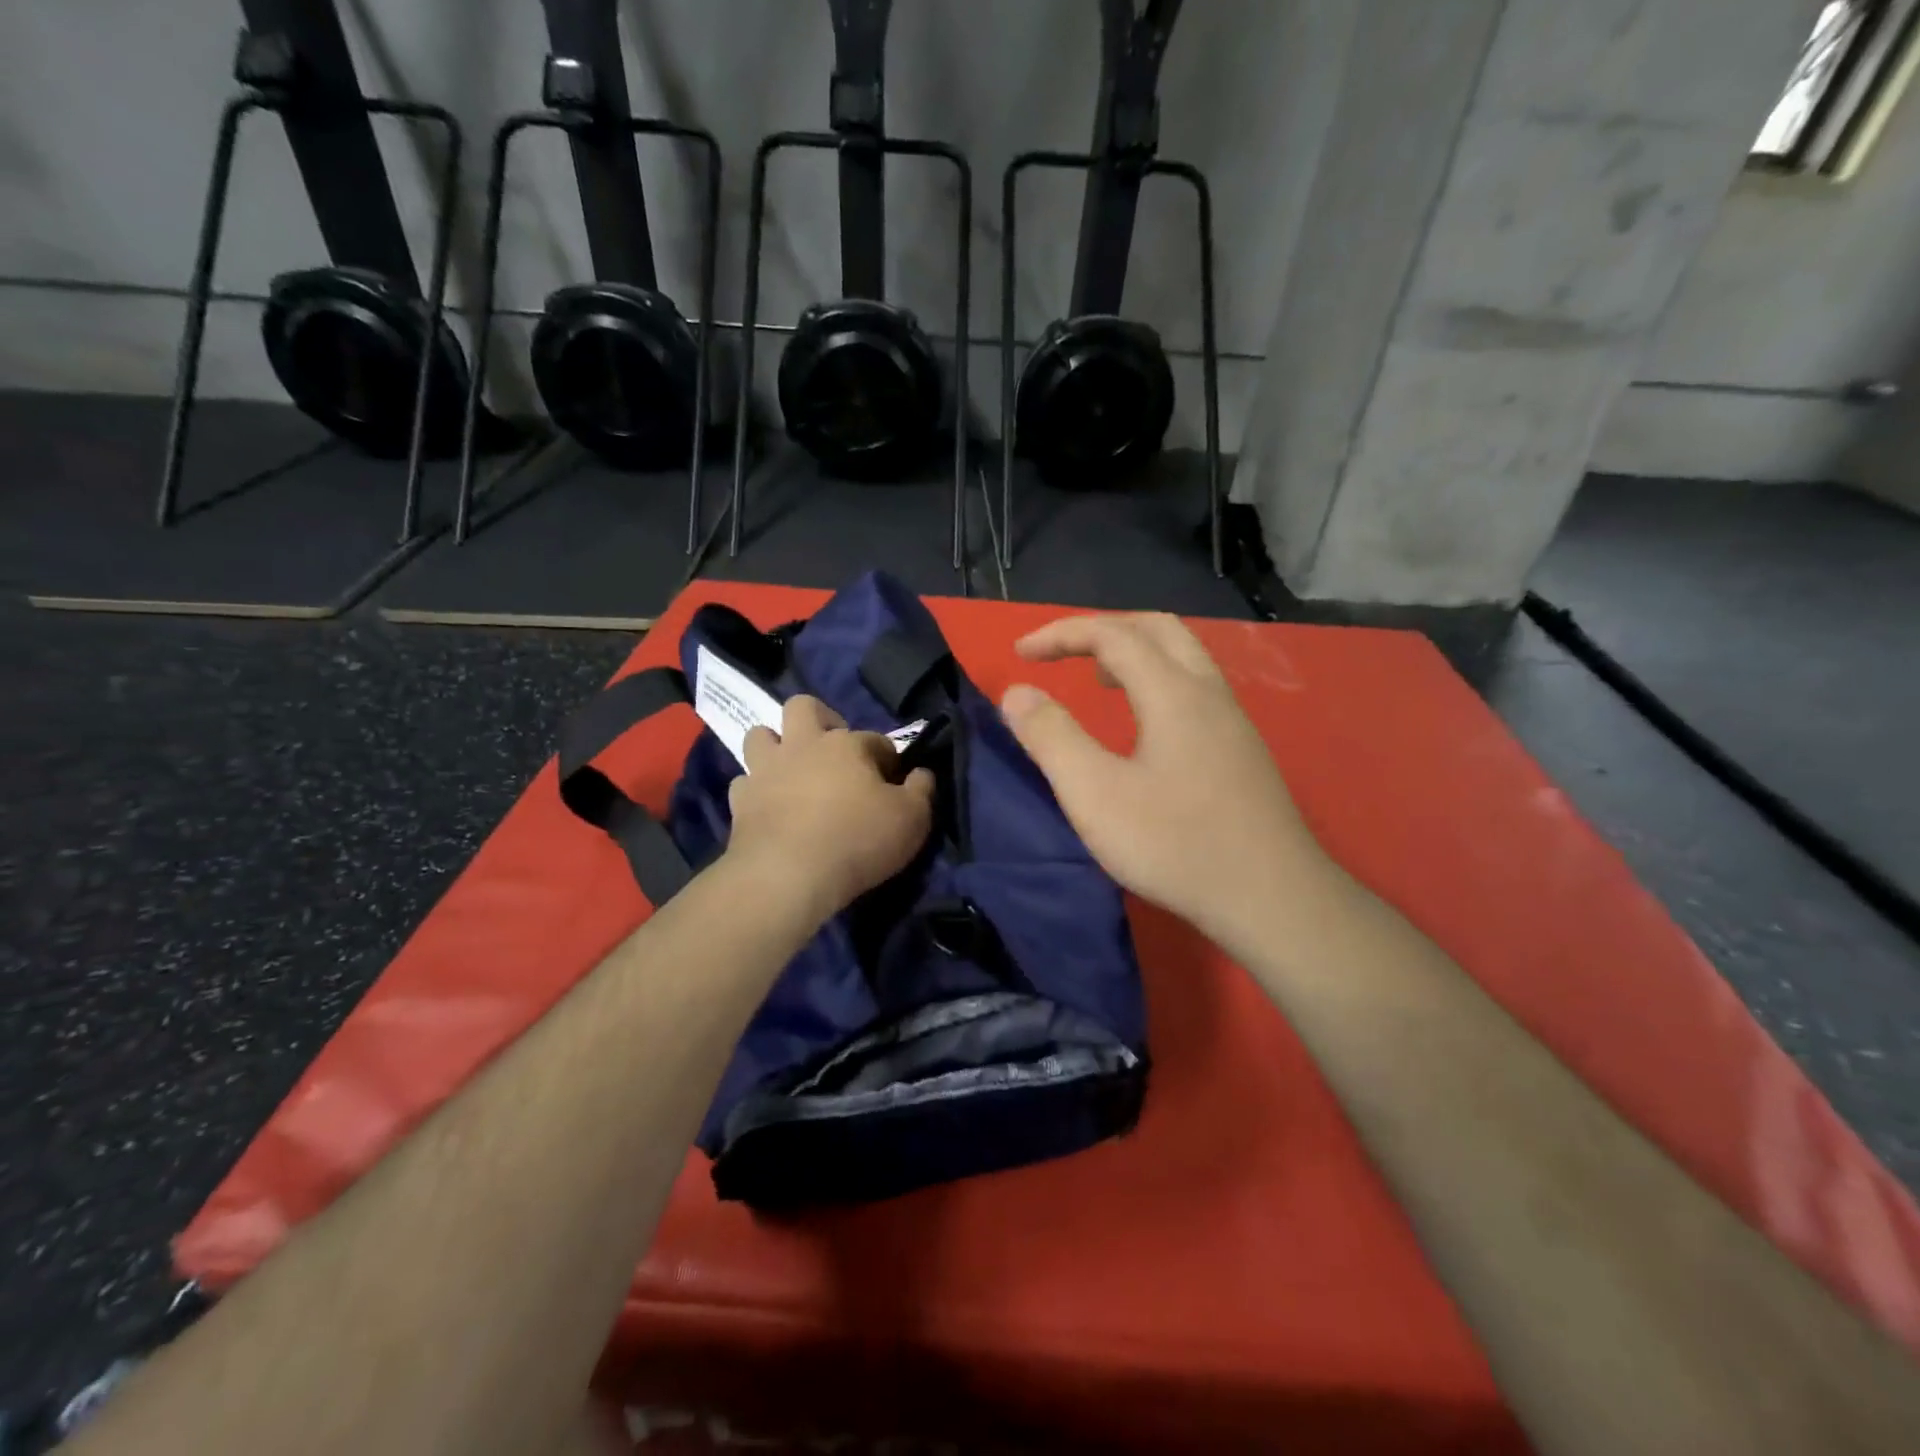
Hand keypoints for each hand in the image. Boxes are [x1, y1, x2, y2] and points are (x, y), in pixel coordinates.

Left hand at [726, 695, 935, 920]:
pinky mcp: (739, 801)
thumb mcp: (912, 819)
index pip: (875, 739)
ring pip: (760, 735)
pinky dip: (756, 790)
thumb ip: (921, 790)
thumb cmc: (857, 840)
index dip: (887, 759)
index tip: (894, 783)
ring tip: (792, 771)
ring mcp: (765, 771)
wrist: (788, 877)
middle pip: (803, 707)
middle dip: (819, 719)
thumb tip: (921, 774)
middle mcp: (802, 744)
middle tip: (833, 750)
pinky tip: (769, 806)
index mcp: (846, 744)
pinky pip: (744, 783)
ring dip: (775, 746)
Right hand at [1000, 613, 1332, 946]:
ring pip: (1183, 657)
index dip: (1061, 634)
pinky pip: (1195, 689)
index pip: (1112, 634)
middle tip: (1064, 656)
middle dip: (1102, 631)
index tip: (1020, 655)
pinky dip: (1157, 682)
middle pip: (1156, 628)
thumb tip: (1017, 693)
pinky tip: (1143, 727)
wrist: (1272, 899)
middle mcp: (1208, 693)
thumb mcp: (1095, 794)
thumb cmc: (1176, 844)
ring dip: (1134, 654)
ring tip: (1098, 681)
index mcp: (1173, 692)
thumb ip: (1051, 738)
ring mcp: (1233, 722)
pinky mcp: (1242, 752)